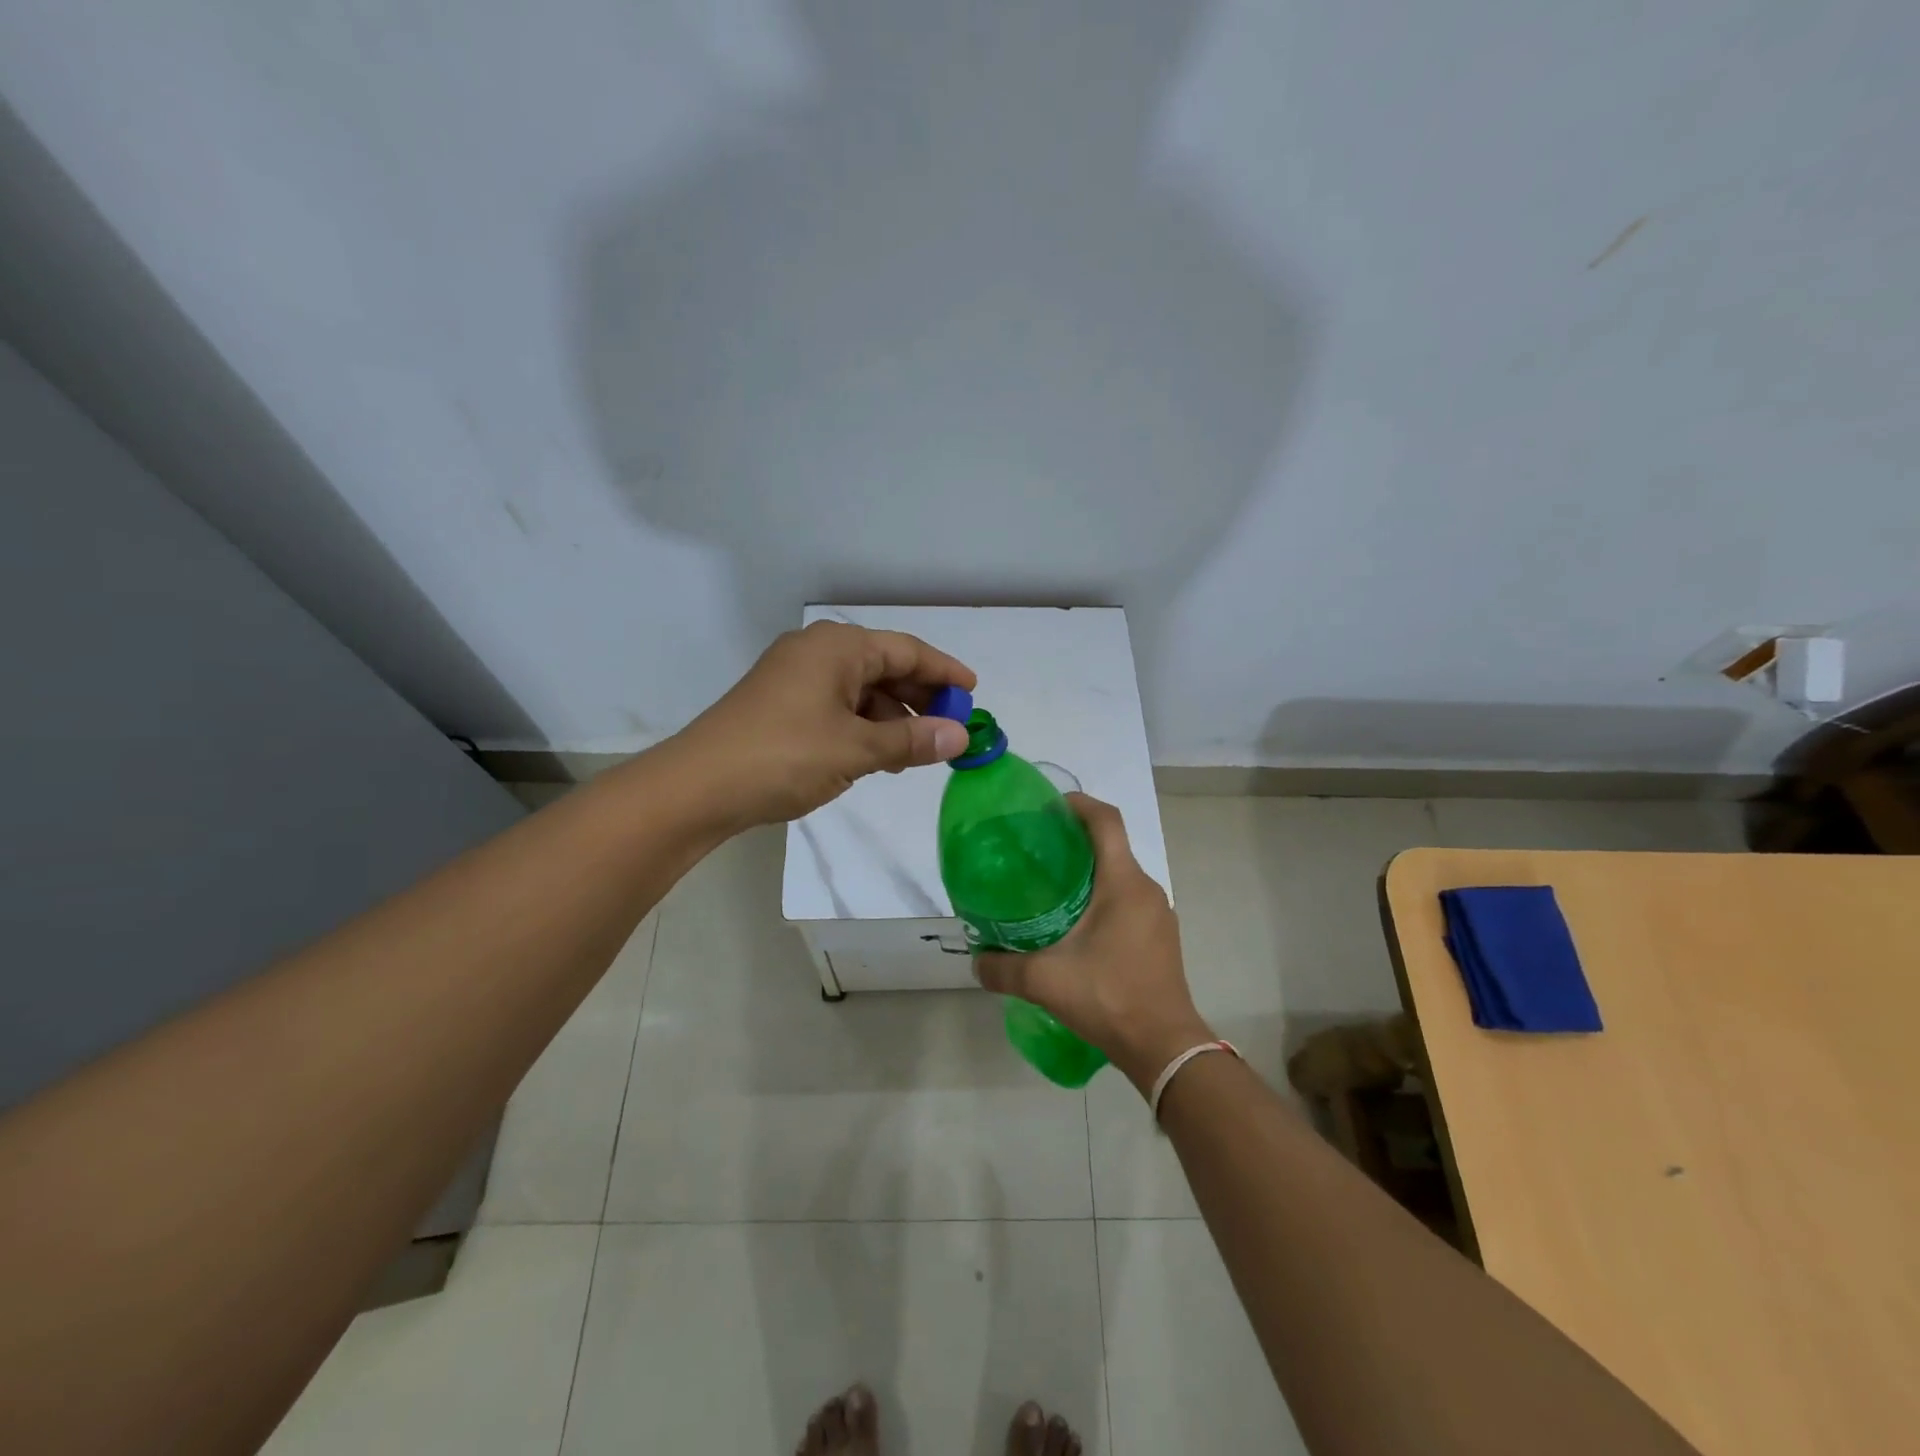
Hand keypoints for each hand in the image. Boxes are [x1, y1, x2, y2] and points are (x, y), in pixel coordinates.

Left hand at [672, 620, 975, 827]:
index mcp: (837, 647)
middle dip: (920, 696)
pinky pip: (837, 705)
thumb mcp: (856, 750)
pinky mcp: (781, 703)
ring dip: (891, 716)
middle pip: (884, 666)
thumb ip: (912, 740)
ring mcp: (795, 676)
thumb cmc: (784, 756)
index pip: (907, 650)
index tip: (974, 694)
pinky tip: (876, 756)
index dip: (945, 672)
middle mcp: (817, 651)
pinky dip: (863, 726)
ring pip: (860, 689)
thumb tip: (960, 737)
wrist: (699, 787)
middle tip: (950, 728)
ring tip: (915, 751)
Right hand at [973, 794, 1215, 1095]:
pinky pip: (1128, 900)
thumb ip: (1002, 968)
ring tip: (1050, 889)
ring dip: (1089, 872)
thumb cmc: (1109, 997)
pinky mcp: (1160, 937)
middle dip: (1075, 840)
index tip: (1047, 807)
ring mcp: (1158, 914)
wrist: (1164, 1046)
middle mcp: (1146, 889)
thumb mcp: (1045, 981)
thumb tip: (976, 962)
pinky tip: (1076, 926)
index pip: (1106, 820)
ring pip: (1120, 875)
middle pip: (1111, 846)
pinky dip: (1102, 898)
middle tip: (1035, 852)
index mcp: (1123, 883)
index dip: (1078, 803)